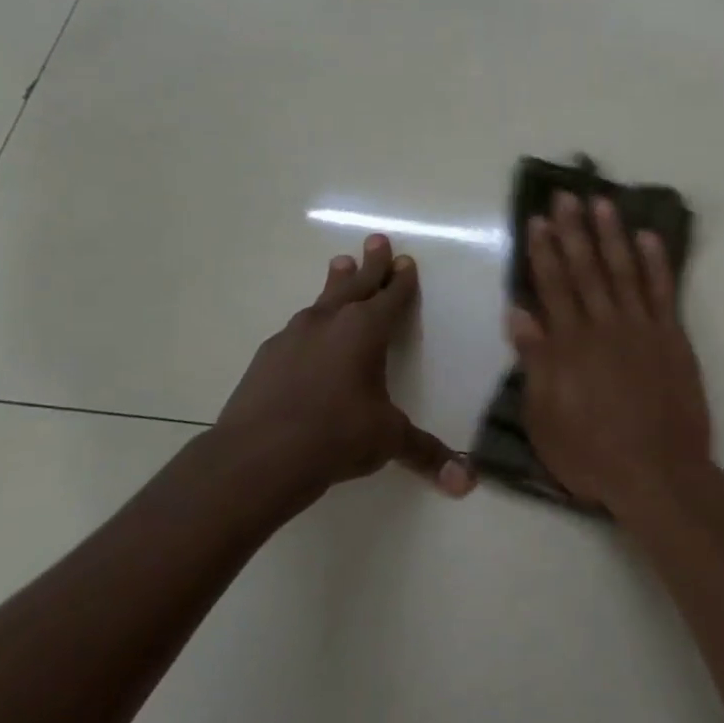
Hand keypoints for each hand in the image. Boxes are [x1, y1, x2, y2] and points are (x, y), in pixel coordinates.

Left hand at [216, 234, 472, 515]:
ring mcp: (294, 337)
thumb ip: (427, 454)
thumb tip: (467, 483)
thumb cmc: (335, 437)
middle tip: (376, 239)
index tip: (406, 260)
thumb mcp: (388, 441)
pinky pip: (298, 329)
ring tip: (339, 264)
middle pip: (356, 284)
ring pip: (322, 300)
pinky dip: (311, 322)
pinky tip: (307, 331)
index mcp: (366, 332)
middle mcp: (330, 323)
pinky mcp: (267, 357)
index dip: (402, 280)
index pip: (391, 297)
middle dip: (371, 263)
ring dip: (336, 282)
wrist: (256, 457)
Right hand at [508, 193, 723, 521]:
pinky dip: (656, 262)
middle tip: (566, 195)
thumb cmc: (592, 454)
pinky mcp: (672, 338)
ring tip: (603, 202)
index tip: (538, 220)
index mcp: (569, 344)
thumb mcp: (545, 417)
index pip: (553, 286)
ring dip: (612, 234)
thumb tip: (519, 313)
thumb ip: (535, 362)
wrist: (657, 473)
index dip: (544, 251)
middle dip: (574, 230)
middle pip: (586, 268)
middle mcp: (604, 326)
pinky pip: (663, 291)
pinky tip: (649, 237)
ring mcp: (642, 328)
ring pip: (624, 270)